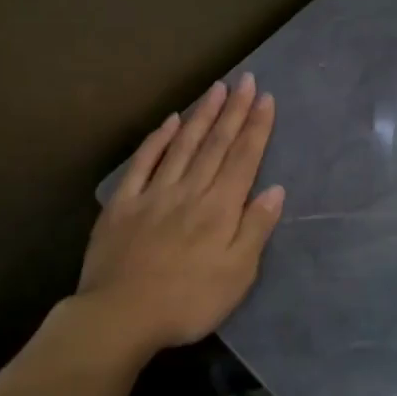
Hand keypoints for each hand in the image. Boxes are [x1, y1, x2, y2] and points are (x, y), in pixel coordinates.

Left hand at [78, 74, 284, 352]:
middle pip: (215, 144)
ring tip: (216, 89)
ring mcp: (153, 193)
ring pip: (182, 145)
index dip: (256, 127)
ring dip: (201, 116)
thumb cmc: (188, 302)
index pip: (243, 159)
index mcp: (219, 209)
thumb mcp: (237, 275)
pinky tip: (169, 121)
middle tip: (245, 80)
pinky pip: (143, 163)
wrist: (121, 315)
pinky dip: (157, 139)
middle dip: (233, 111)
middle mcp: (189, 191)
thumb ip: (255, 229)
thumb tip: (275, 189)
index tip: (265, 98)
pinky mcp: (123, 203)